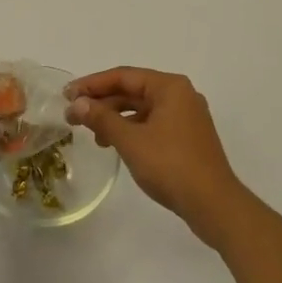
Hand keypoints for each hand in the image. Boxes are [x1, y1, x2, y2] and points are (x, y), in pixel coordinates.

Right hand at [67, 67, 247, 243]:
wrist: (214, 206)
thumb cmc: (171, 166)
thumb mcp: (130, 141)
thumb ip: (102, 118)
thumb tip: (77, 103)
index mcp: (170, 87)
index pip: (123, 76)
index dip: (92, 84)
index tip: (66, 94)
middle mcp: (180, 95)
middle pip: (133, 90)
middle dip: (102, 102)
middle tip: (73, 114)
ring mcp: (186, 117)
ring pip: (142, 108)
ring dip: (115, 118)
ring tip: (93, 135)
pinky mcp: (187, 137)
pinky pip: (153, 123)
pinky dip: (132, 130)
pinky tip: (116, 145)